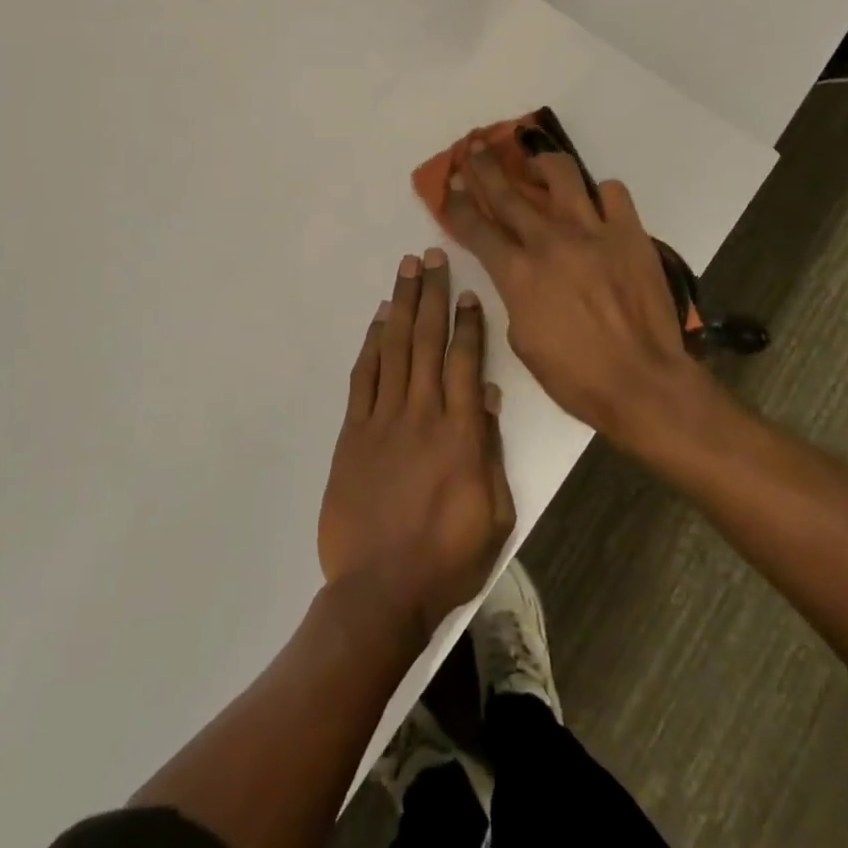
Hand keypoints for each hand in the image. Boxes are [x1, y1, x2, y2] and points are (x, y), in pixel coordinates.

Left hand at [318, 250, 515, 635]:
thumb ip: (490, 449)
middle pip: (428, 340)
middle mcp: (422, 413)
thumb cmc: (447, 558)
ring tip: (406, 270)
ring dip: (402, 305)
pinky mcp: (353, 433)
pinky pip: (364, 377)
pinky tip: (379, 320)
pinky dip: (372, 344)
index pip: (467, 362)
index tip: (469, 292)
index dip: (469, 323)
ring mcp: (383, 420)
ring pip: (395, 348)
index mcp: (461, 433)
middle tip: (432, 256)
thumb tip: (489, 396)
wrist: (380, 591)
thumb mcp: (494, 513)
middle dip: (432, 294)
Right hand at [444, 141, 712, 449]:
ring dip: (540, 162)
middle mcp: (550, 242)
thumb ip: (514, 297)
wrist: (642, 383)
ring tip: (535, 162)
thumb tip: (518, 274)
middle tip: (473, 146)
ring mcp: (593, 232)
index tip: (447, 185)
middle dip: (483, 167)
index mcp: (518, 273)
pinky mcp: (630, 234)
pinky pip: (613, 193)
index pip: (476, 227)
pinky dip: (600, 193)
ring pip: (561, 175)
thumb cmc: (576, 376)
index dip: (456, 204)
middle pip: (508, 192)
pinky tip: (594, 203)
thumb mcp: (522, 341)